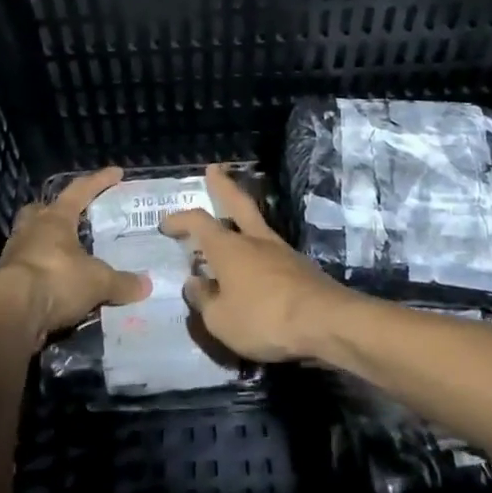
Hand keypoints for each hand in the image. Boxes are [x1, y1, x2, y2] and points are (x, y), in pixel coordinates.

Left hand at [0, 166, 150, 342]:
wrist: (11, 314)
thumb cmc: (56, 280)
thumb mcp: (97, 282)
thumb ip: (121, 282)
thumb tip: (146, 285)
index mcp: (54, 219)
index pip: (80, 191)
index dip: (100, 181)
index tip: (117, 172)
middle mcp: (31, 230)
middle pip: (42, 211)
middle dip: (56, 211)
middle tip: (73, 217)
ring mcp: (15, 255)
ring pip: (32, 239)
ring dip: (48, 245)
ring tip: (69, 256)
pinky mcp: (6, 281)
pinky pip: (29, 269)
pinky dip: (44, 274)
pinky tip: (57, 286)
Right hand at [160, 165, 351, 362]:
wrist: (326, 322)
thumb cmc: (264, 319)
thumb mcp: (221, 320)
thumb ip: (204, 300)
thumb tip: (195, 282)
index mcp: (229, 248)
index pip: (198, 222)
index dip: (180, 219)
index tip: (165, 223)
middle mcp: (255, 241)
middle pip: (237, 203)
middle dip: (223, 186)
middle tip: (214, 169)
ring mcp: (282, 251)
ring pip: (257, 225)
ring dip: (243, 218)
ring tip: (232, 223)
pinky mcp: (301, 268)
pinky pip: (271, 253)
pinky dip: (258, 252)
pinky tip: (255, 267)